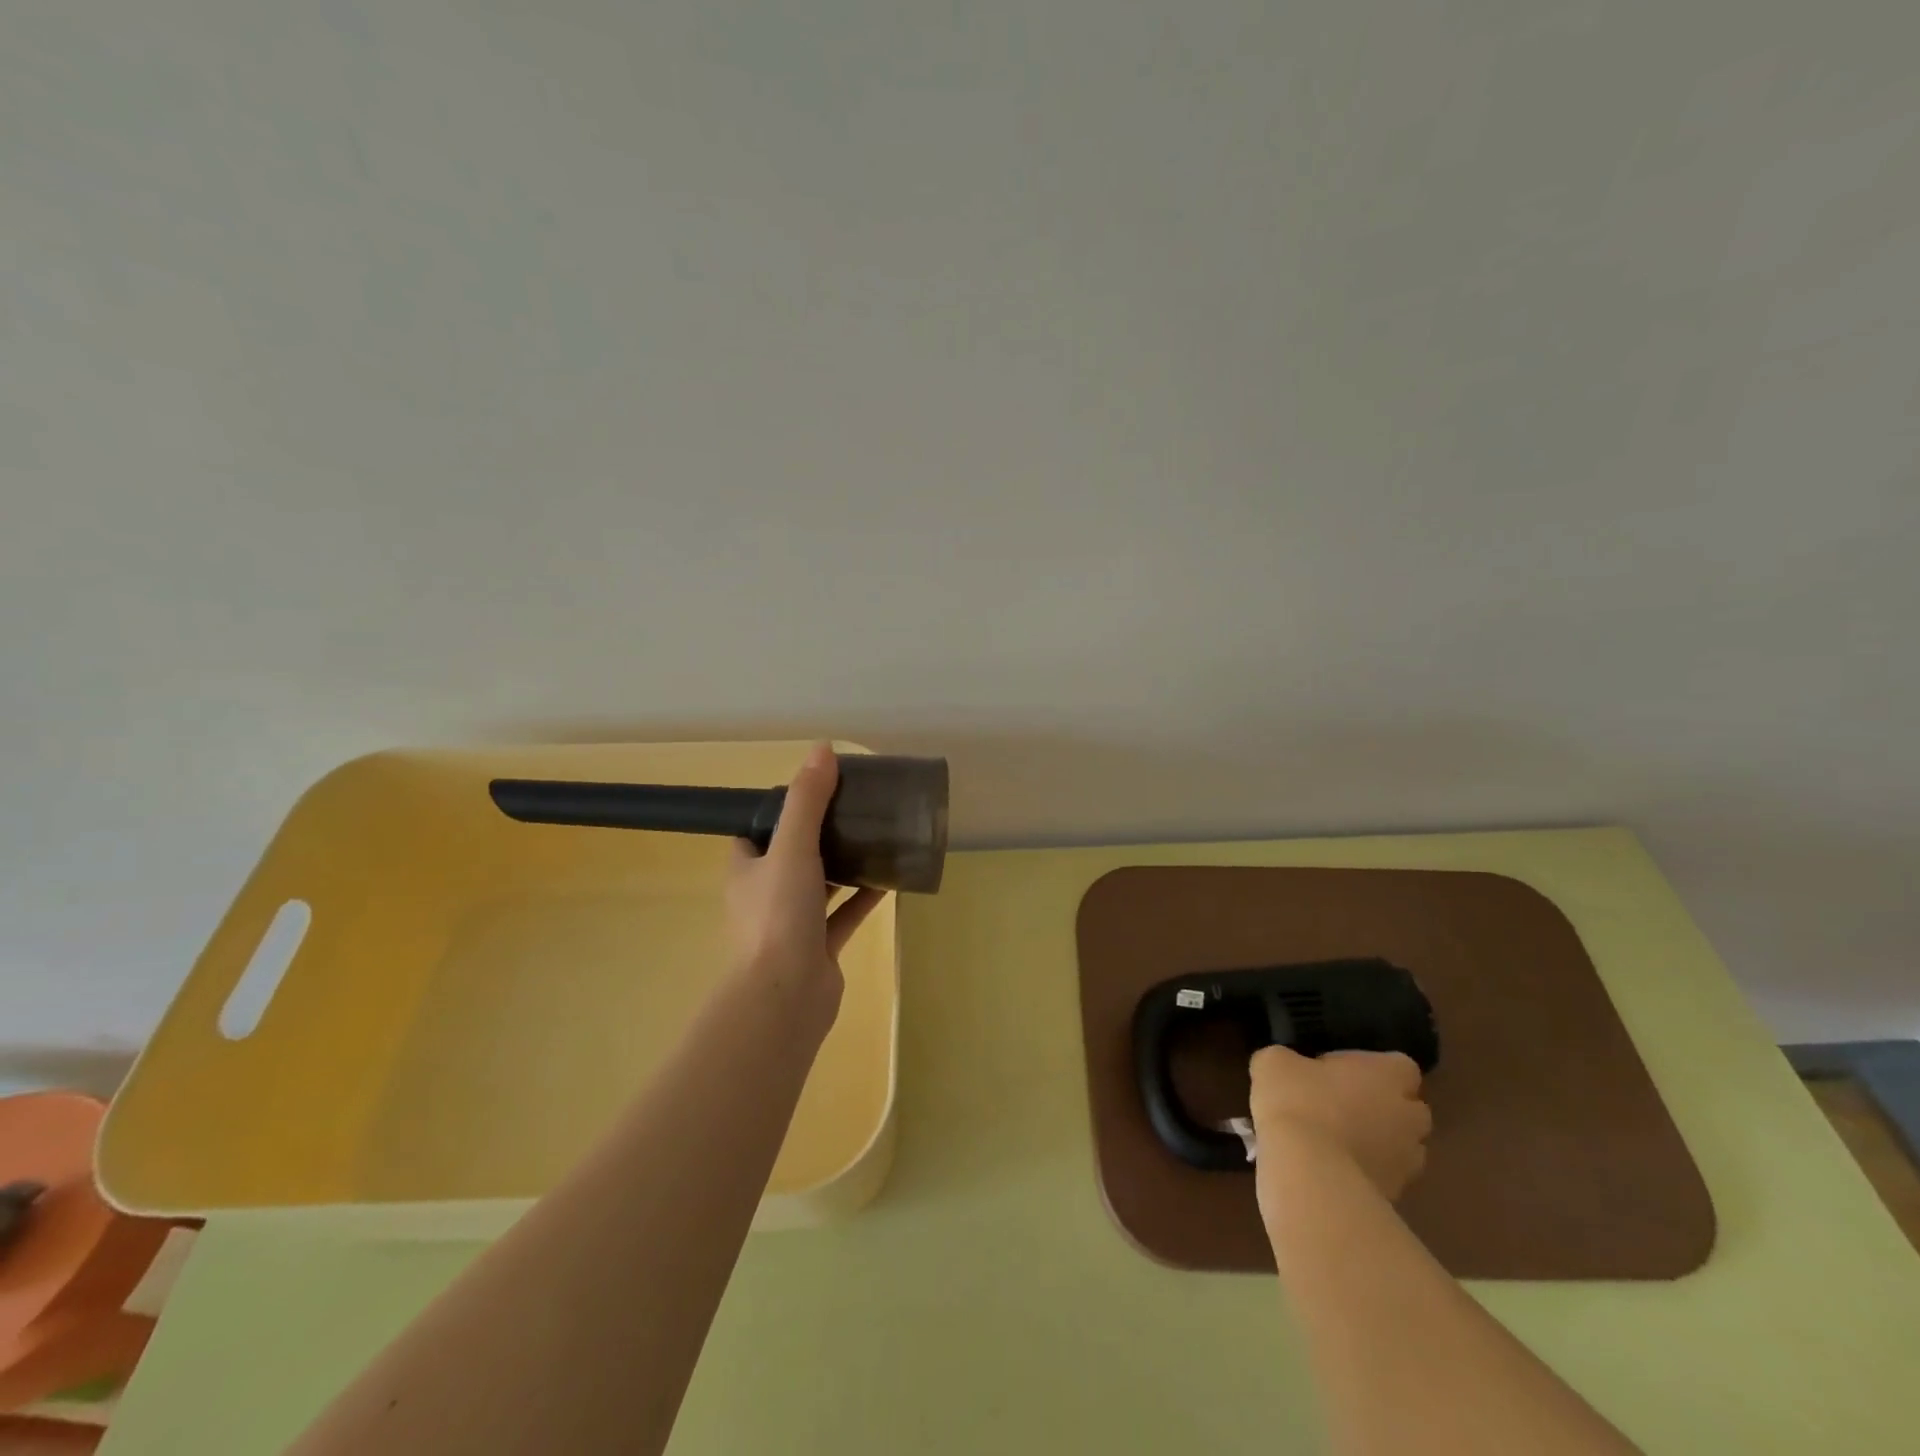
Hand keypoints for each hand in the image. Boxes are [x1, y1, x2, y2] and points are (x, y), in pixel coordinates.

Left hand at [725, 744, 885, 1020]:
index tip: (813, 792)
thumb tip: (822, 750)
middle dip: (819, 835)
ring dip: (843, 865)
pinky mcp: (819, 948)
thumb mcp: (792, 848)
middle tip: (853, 810)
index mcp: (747, 870)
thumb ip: (808, 801)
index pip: (757, 832)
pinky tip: (888, 879)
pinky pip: (843, 915)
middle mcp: (765, 896)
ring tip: (874, 837)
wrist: (785, 997)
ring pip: (820, 886)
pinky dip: (862, 898)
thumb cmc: (778, 917)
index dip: (779, 811)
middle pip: (792, 856)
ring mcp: (792, 925)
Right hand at [1249, 1046, 1431, 1215]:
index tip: (1340, 1070)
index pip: (1401, 1065)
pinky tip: (1329, 1169)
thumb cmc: (1298, 1102)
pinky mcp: (1395, 1196)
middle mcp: (1408, 1116)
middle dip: (1384, 1107)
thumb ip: (1288, 1059)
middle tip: (1340, 1104)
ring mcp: (1407, 1161)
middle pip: (1408, 1108)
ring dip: (1377, 1142)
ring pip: (1400, 1146)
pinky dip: (1364, 1173)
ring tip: (1334, 1141)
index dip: (1373, 1067)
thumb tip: (1286, 1066)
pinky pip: (1383, 1177)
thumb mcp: (1274, 1062)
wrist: (1309, 1174)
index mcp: (1387, 1075)